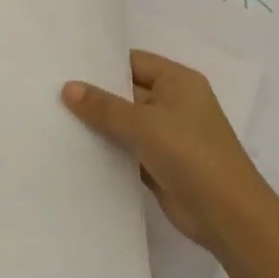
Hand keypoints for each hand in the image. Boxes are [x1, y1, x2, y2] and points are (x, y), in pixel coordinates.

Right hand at [62, 50, 263, 251]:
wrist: (228, 216)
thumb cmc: (191, 155)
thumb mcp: (144, 124)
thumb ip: (104, 106)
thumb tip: (68, 87)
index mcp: (178, 82)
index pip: (133, 62)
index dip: (102, 64)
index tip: (64, 65)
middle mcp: (174, 103)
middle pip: (127, 91)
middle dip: (95, 95)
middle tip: (51, 92)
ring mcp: (168, 135)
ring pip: (125, 123)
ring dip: (99, 125)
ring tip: (54, 118)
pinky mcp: (160, 164)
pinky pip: (127, 149)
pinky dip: (107, 150)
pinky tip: (75, 150)